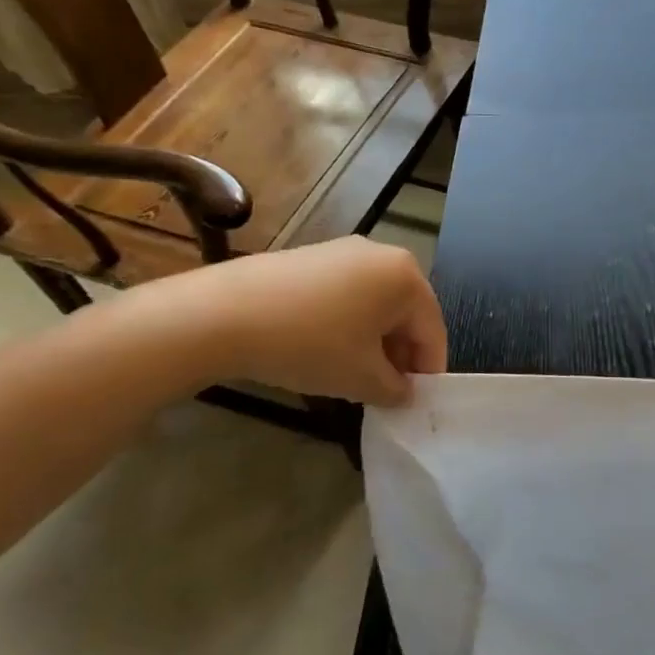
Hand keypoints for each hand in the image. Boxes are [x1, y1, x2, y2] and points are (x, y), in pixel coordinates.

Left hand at [136, 238, 446, 404]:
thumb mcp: (362, 379)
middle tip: (384, 391)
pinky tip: (323, 350)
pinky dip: (346, 324)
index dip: (428, 372)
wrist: (222, 315)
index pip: (432, 332)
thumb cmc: (310, 344)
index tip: (416, 402)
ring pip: (375, 305)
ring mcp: (344, 251)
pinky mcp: (311, 257)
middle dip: (399, 355)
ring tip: (352, 374)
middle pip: (406, 314)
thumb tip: (404, 393)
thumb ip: (396, 389)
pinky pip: (346, 295)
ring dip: (373, 342)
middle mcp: (383, 254)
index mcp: (407, 277)